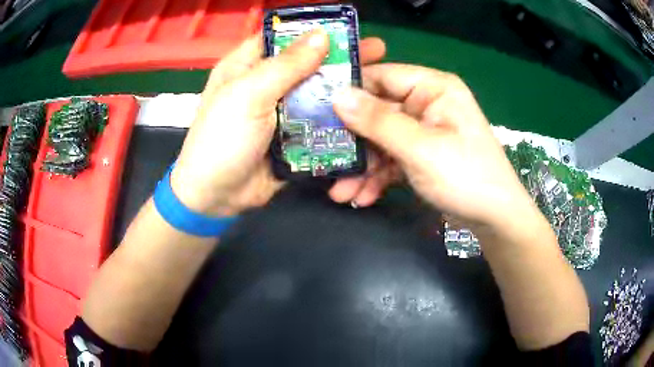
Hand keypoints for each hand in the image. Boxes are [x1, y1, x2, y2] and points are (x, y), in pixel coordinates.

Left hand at [170, 30, 385, 215]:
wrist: (216, 196)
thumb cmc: (221, 139)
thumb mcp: (248, 95)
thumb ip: (285, 66)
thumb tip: (322, 35)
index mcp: (247, 66)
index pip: (284, 36)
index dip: (314, 30)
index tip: (348, 28)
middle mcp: (265, 84)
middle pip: (307, 63)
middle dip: (340, 57)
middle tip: (377, 52)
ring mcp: (280, 111)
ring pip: (317, 92)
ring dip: (344, 88)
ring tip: (379, 82)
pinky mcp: (293, 136)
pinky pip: (320, 121)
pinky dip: (340, 119)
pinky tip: (365, 114)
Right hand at [331, 64, 540, 230]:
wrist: (494, 219)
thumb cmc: (465, 176)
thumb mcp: (420, 148)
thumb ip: (378, 121)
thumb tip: (337, 96)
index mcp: (433, 88)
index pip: (382, 76)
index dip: (349, 91)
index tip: (317, 110)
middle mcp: (426, 104)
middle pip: (377, 113)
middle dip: (353, 142)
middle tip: (323, 159)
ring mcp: (423, 131)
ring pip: (381, 141)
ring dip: (362, 167)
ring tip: (340, 193)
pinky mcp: (421, 155)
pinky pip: (392, 159)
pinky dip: (378, 178)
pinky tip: (362, 197)